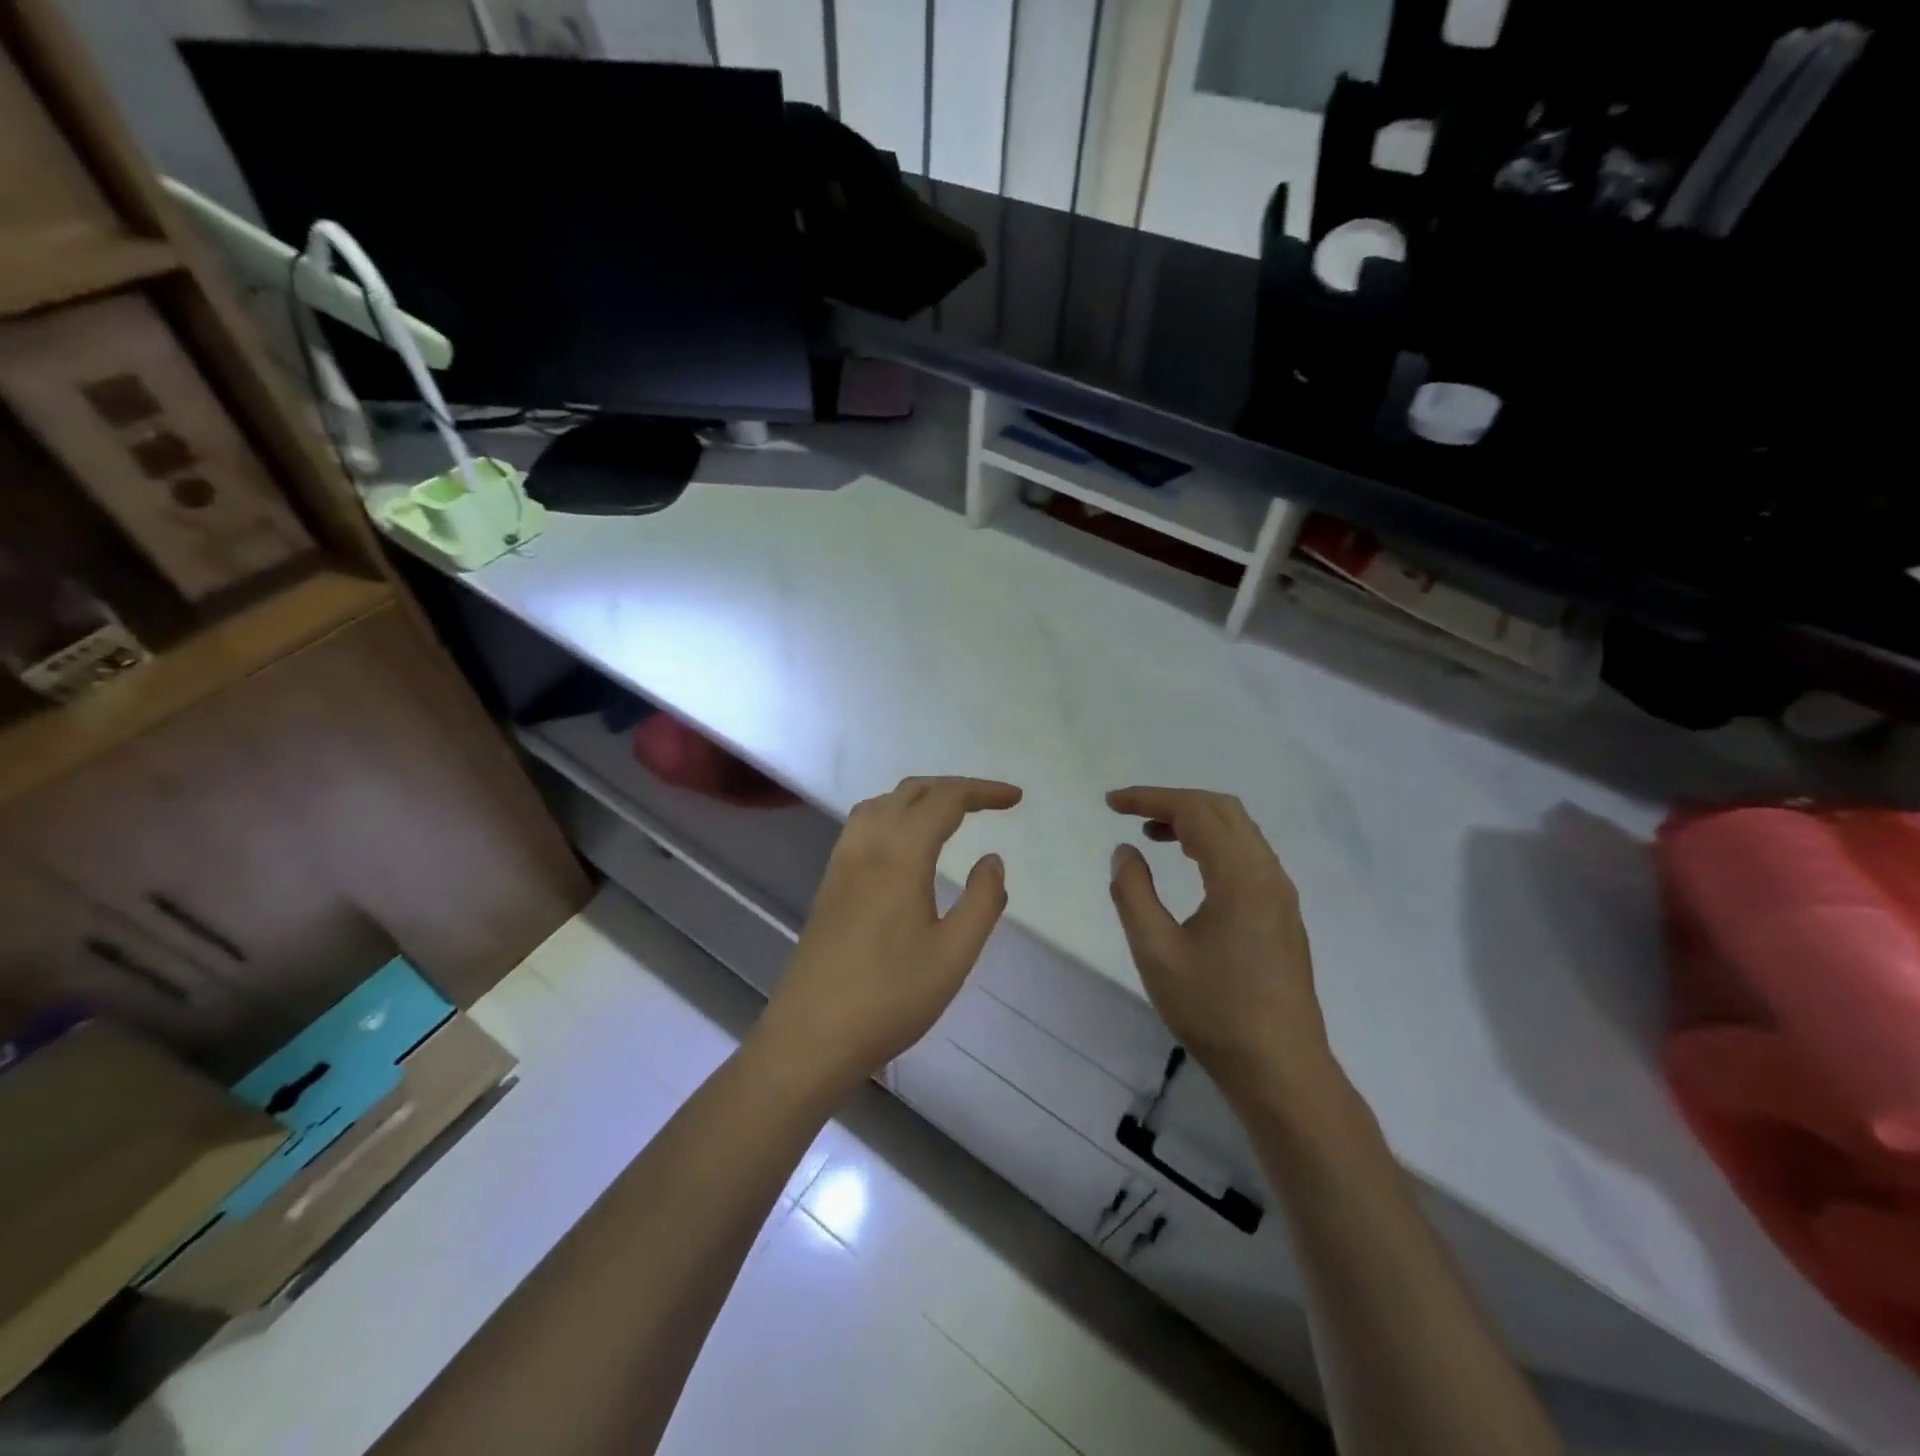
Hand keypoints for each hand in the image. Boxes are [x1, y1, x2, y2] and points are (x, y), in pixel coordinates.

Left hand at [756, 776, 1021, 1092]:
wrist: (812, 1036)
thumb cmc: (890, 998)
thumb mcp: (954, 955)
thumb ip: (982, 901)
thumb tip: (992, 860)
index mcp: (900, 855)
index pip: (945, 800)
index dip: (982, 791)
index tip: (1015, 798)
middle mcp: (867, 845)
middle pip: (911, 792)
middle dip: (953, 788)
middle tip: (989, 802)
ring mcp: (842, 863)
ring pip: (881, 804)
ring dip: (919, 798)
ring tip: (948, 815)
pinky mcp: (829, 884)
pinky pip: (862, 825)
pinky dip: (892, 814)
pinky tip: (904, 845)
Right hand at [1108, 786, 1333, 1102]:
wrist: (1280, 1069)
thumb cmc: (1214, 1011)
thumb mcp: (1156, 952)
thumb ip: (1133, 893)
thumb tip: (1125, 851)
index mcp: (1241, 877)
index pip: (1195, 812)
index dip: (1150, 799)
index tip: (1112, 803)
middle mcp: (1268, 874)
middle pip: (1222, 810)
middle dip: (1173, 802)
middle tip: (1130, 814)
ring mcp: (1281, 894)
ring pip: (1239, 831)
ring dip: (1195, 821)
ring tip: (1152, 835)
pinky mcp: (1282, 913)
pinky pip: (1247, 855)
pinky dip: (1213, 843)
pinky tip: (1189, 865)